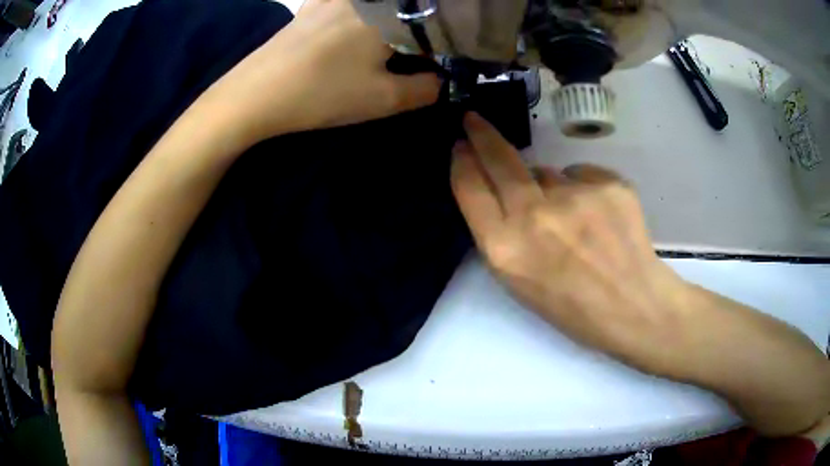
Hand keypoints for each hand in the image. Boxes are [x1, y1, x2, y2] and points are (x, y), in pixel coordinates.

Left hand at [205, 0, 440, 142]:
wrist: (254, 95)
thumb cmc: (322, 94)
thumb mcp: (383, 100)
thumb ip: (425, 88)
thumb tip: (441, 78)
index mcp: (388, 13)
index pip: (433, 22)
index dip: (442, 43)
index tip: (439, 64)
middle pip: (406, 9)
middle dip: (418, 30)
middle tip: (416, 56)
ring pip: (378, 6)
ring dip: (393, 20)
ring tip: (388, 48)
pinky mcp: (313, 4)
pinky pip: (347, 4)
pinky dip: (363, 12)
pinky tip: (353, 33)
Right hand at [451, 112, 690, 369]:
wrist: (632, 307)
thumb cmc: (571, 308)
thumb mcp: (519, 282)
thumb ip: (503, 233)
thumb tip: (510, 190)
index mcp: (506, 249)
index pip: (470, 189)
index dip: (462, 163)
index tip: (460, 146)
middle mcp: (534, 215)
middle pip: (499, 159)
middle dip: (481, 134)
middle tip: (474, 120)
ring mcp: (575, 195)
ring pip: (548, 172)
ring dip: (551, 187)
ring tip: (575, 221)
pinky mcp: (608, 183)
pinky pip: (582, 174)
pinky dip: (584, 189)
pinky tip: (599, 217)